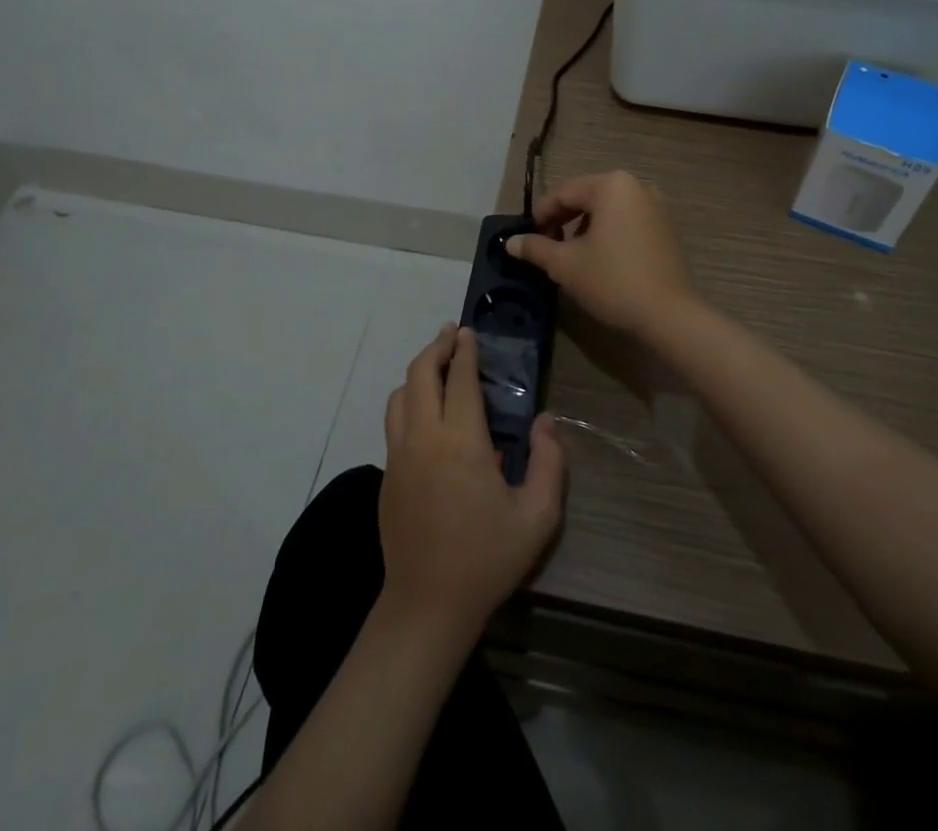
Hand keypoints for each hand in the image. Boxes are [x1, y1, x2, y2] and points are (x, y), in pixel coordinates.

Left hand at [378, 325, 565, 638]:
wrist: (427, 605)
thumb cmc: (487, 559)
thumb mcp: (537, 516)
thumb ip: (550, 462)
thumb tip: (545, 420)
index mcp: (461, 442)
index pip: (459, 379)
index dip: (464, 351)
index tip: (469, 332)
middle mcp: (424, 438)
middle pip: (420, 374)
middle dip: (436, 347)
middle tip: (451, 335)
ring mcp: (399, 455)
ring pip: (399, 395)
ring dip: (418, 373)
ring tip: (437, 367)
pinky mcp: (387, 474)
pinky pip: (394, 421)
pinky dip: (408, 401)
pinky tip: (425, 412)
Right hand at [507, 171, 700, 340]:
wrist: (669, 315)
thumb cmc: (612, 281)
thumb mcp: (565, 264)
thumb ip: (535, 248)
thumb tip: (510, 242)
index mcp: (611, 185)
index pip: (564, 192)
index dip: (541, 213)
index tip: (528, 237)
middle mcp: (636, 186)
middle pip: (587, 196)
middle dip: (563, 219)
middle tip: (546, 245)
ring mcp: (656, 206)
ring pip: (607, 209)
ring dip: (584, 227)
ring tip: (571, 254)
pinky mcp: (666, 228)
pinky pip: (626, 220)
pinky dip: (608, 232)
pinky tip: (599, 258)